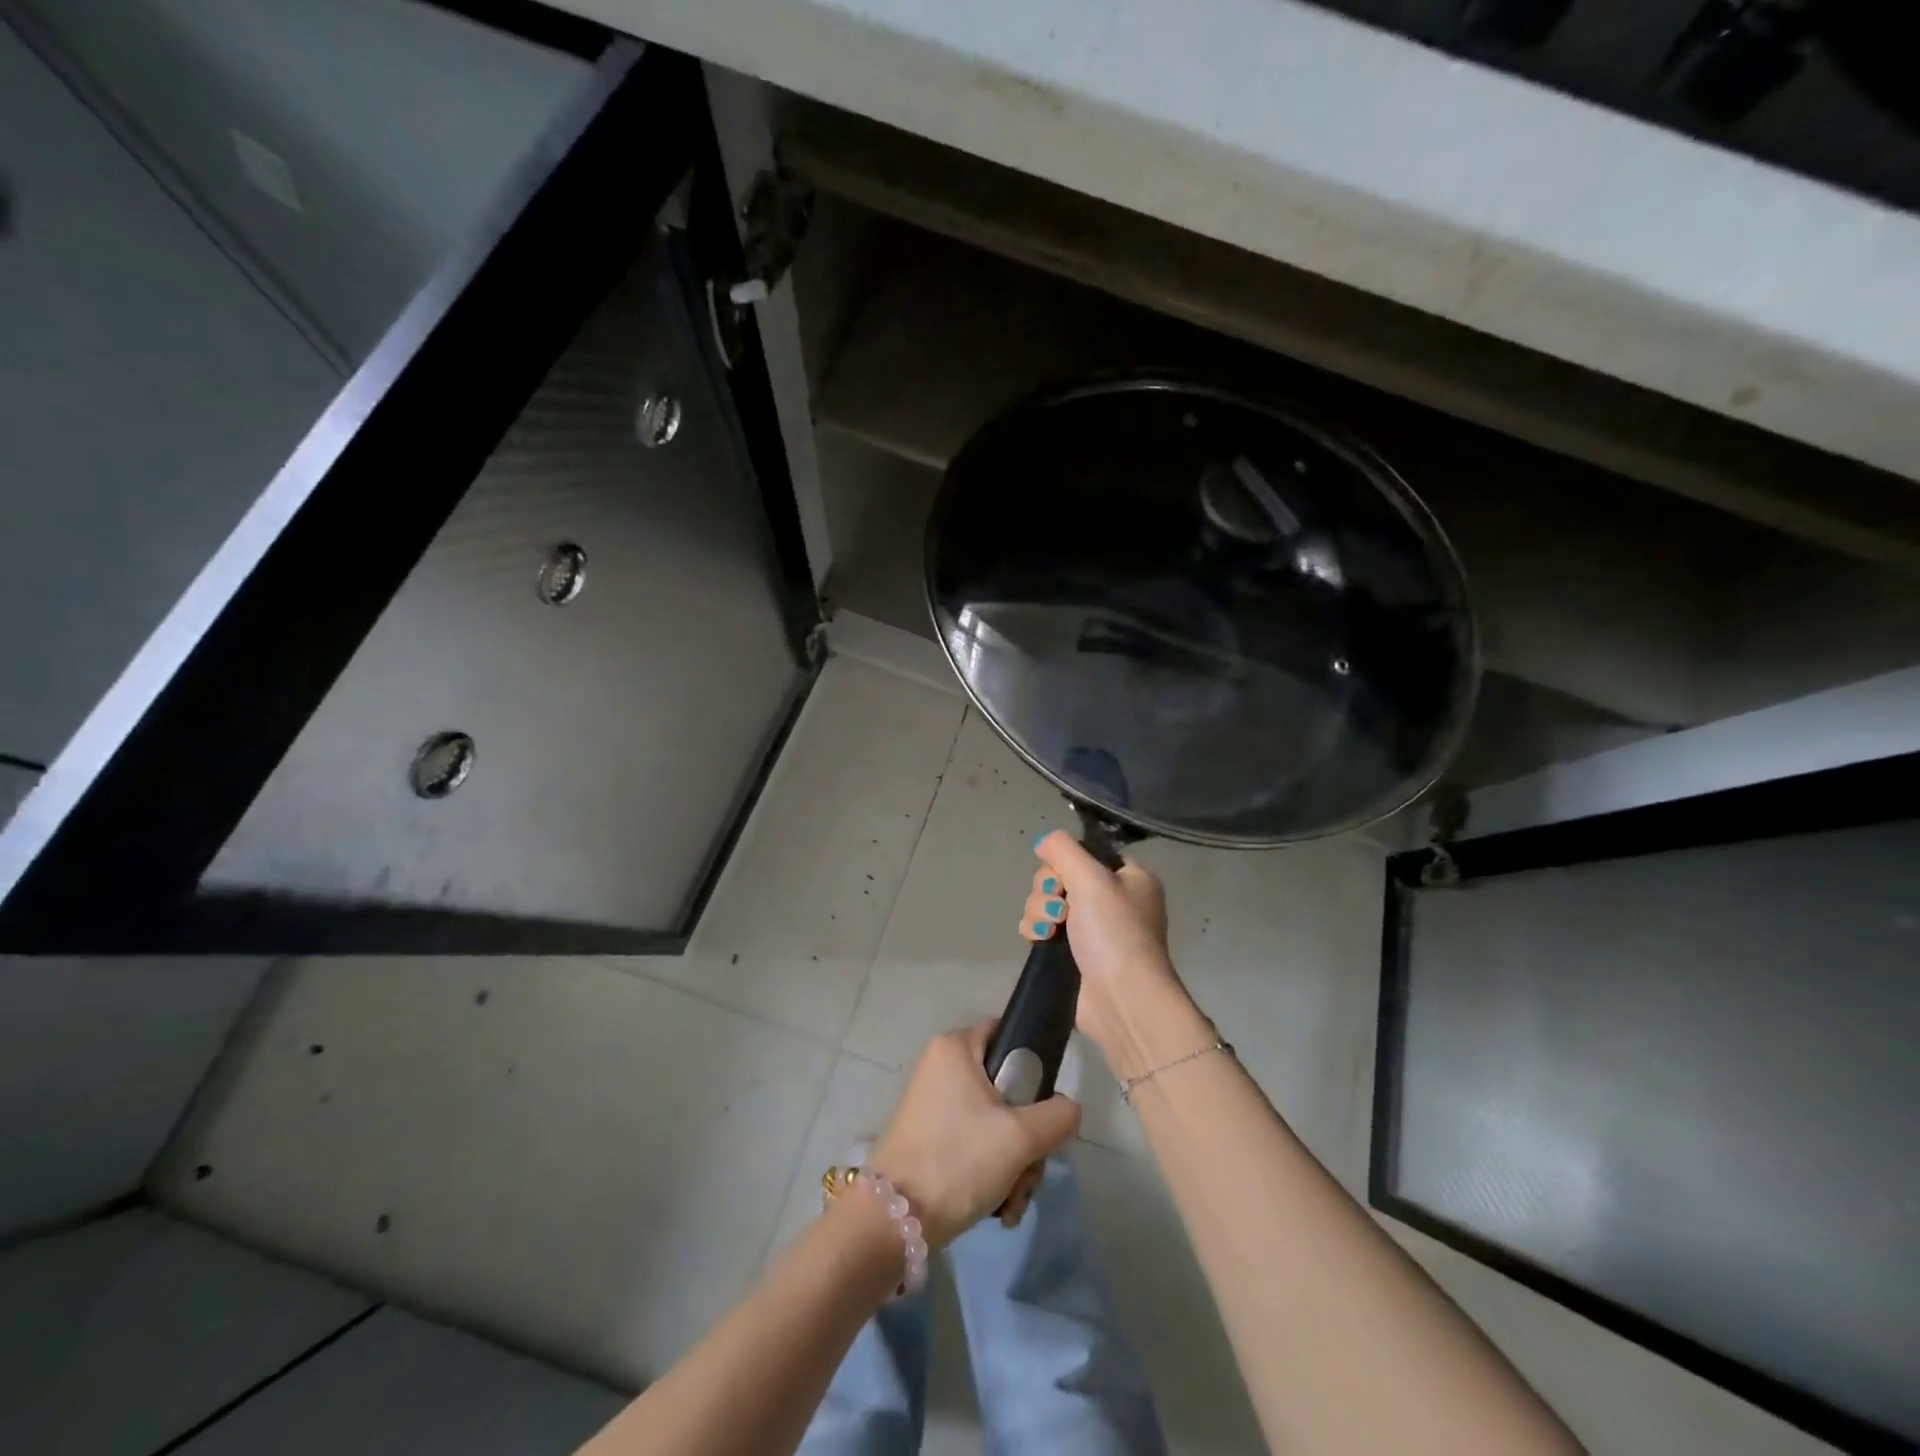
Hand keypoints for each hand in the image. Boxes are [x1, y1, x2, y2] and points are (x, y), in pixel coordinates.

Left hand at [869, 1020, 1080, 1249]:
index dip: (1034, 1065)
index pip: (1007, 1032)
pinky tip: (998, 1208)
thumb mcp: (1021, 1137)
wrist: (896, 1222)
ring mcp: (933, 1103)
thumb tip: (1067, 1109)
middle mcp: (941, 1067)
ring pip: (994, 1122)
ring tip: (1012, 1201)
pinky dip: (991, 1173)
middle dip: (1027, 1137)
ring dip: (1014, 1164)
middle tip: (1029, 1170)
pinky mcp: (929, 1137)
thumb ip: (1058, 1115)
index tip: (1045, 1106)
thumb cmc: (959, 1160)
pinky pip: (974, 1142)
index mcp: (955, 1047)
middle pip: (1006, 1088)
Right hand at [1020, 831, 1204, 1080]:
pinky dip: (1037, 930)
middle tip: (1059, 909)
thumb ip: (1063, 850)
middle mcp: (1113, 900)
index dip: (1067, 862)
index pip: (1087, 854)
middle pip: (1060, 877)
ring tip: (1049, 930)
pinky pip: (1044, 929)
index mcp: (1130, 878)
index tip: (1063, 876)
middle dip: (1048, 890)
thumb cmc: (1114, 932)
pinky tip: (1040, 940)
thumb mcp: (1091, 878)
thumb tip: (1043, 841)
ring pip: (1048, 902)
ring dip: (1039, 911)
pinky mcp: (1074, 955)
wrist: (1121, 999)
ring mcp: (1093, 929)